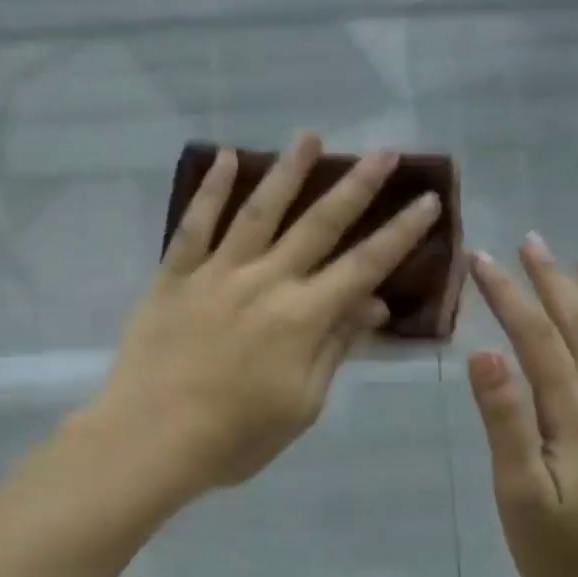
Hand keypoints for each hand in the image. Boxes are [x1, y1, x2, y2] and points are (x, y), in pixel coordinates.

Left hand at [89, 134, 441, 496]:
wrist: (149, 439)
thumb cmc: (233, 437)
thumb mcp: (301, 405)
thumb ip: (335, 348)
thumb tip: (372, 303)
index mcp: (302, 317)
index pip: (364, 266)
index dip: (400, 233)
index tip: (428, 200)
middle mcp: (265, 281)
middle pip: (319, 225)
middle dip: (357, 186)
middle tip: (383, 151)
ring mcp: (216, 274)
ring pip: (259, 211)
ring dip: (288, 171)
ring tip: (310, 137)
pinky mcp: (174, 276)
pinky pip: (195, 225)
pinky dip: (210, 189)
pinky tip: (225, 157)